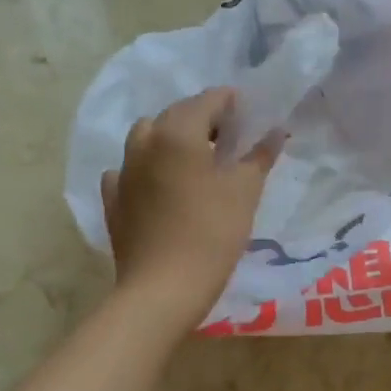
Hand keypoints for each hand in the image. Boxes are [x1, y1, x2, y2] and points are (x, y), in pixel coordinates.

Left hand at [101, 88, 281, 332]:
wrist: (162, 289)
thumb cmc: (211, 234)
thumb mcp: (245, 192)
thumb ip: (259, 156)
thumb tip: (275, 131)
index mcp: (177, 132)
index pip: (208, 100)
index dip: (232, 103)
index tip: (251, 117)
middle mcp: (145, 142)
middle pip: (176, 115)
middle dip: (203, 119)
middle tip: (230, 140)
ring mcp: (124, 172)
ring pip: (147, 138)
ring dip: (171, 139)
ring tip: (195, 161)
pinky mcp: (114, 200)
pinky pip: (128, 171)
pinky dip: (146, 169)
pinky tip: (160, 186)